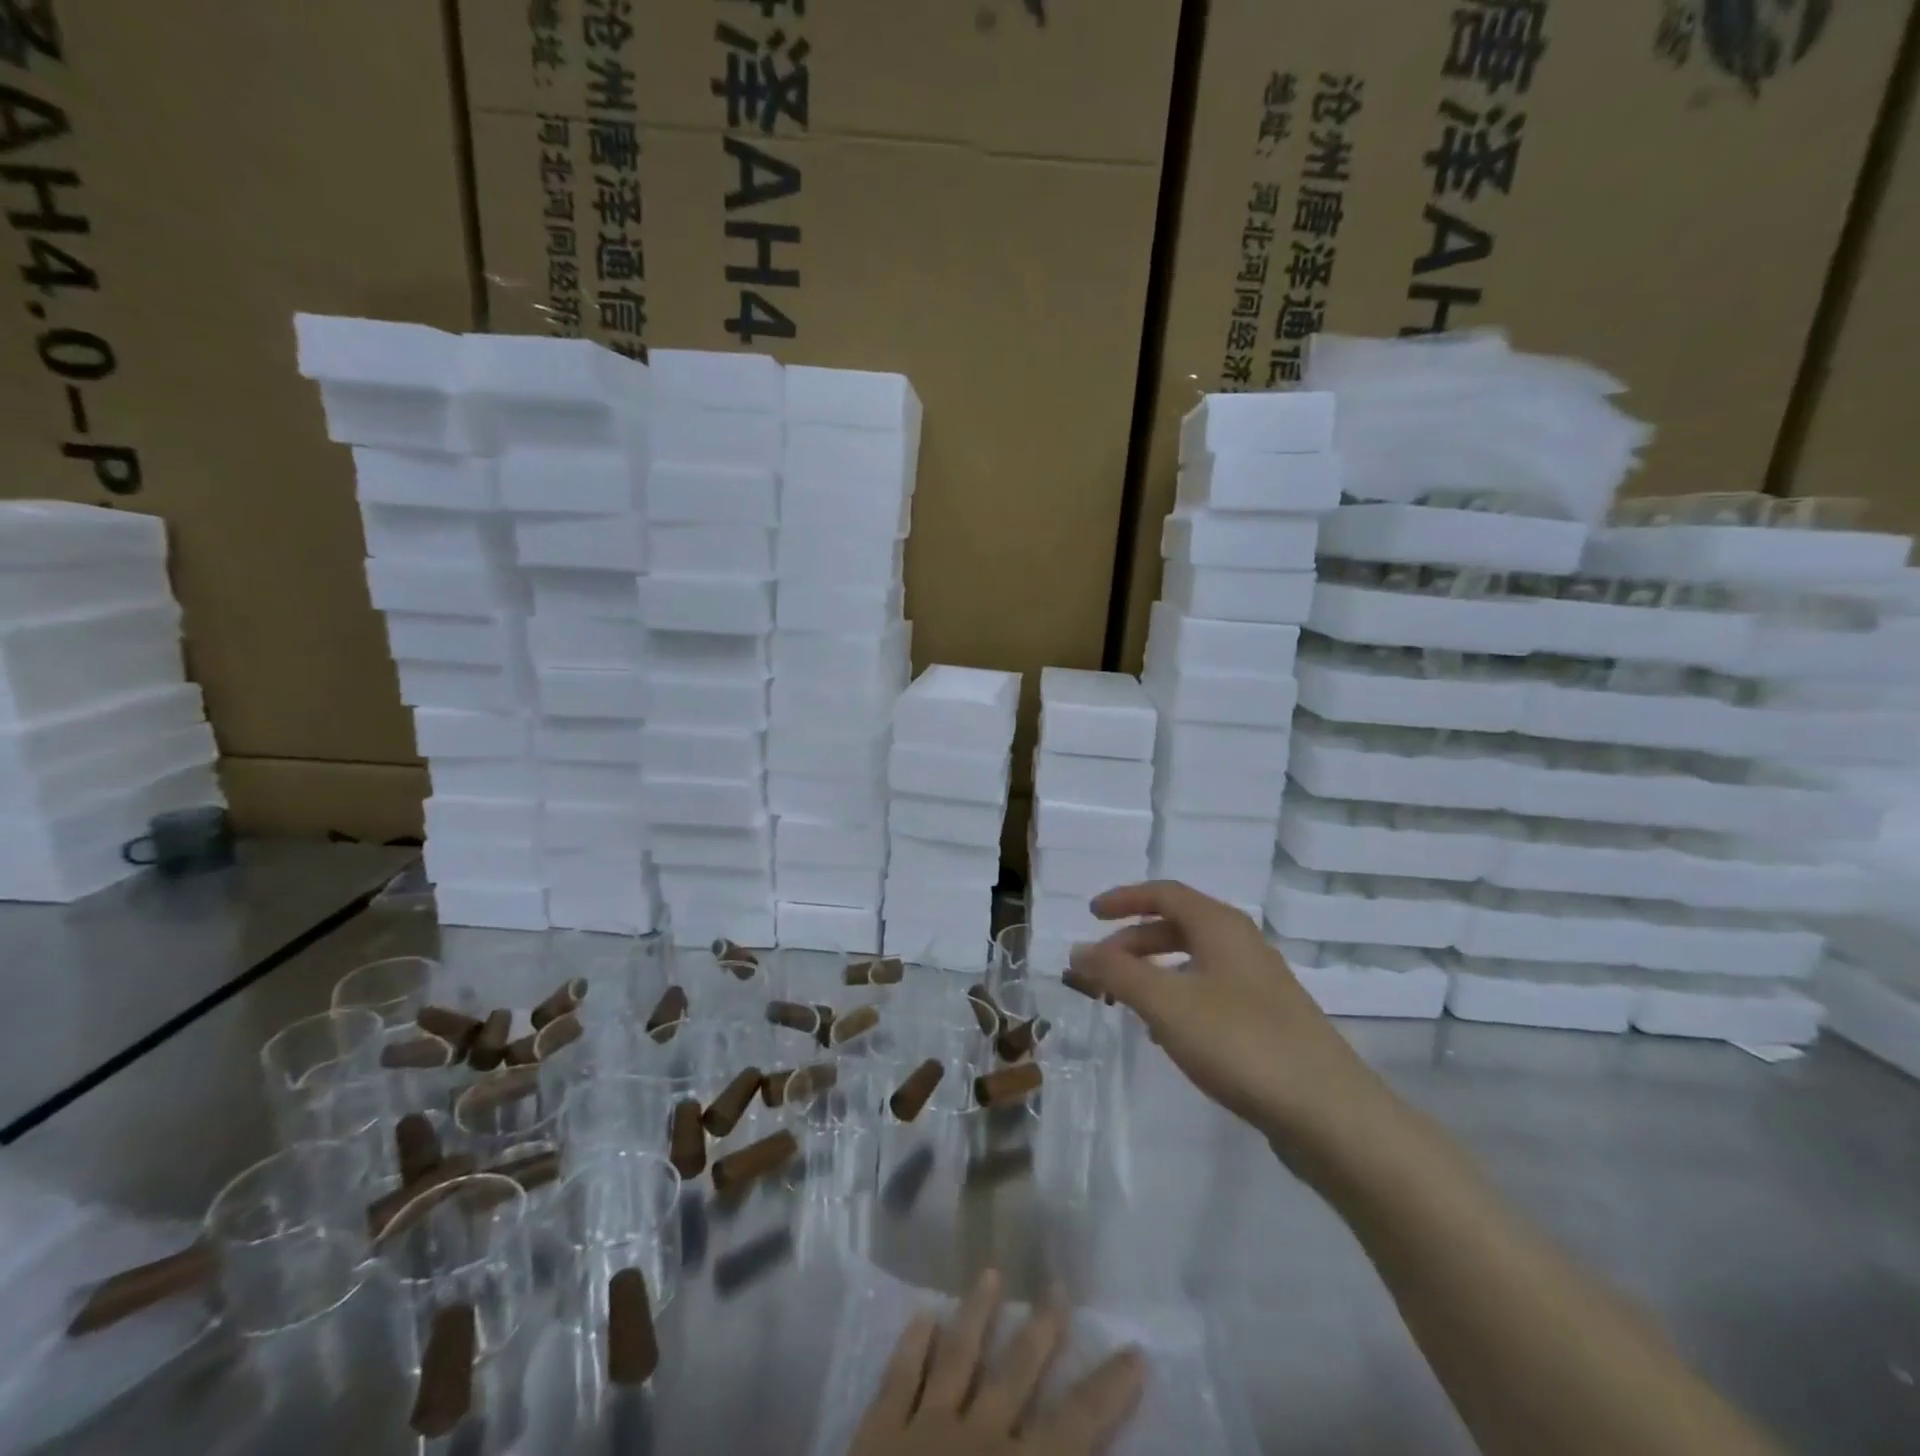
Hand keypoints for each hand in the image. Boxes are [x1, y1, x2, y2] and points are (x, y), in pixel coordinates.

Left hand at [849, 1269, 1142, 1455]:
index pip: (1076, 1424)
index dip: (1107, 1389)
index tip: (1133, 1349)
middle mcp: (978, 1436)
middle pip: (1016, 1370)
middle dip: (1042, 1327)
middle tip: (1058, 1283)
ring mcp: (925, 1426)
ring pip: (958, 1356)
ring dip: (976, 1313)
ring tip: (990, 1273)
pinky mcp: (879, 1431)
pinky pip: (899, 1377)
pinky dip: (913, 1344)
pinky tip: (923, 1316)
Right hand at [1065, 881, 1387, 1157]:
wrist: (1327, 1112)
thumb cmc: (1239, 1042)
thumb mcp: (1165, 1003)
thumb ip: (1116, 973)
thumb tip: (1077, 950)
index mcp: (1220, 926)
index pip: (1164, 893)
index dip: (1124, 899)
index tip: (1091, 915)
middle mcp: (1242, 944)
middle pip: (1177, 926)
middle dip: (1133, 943)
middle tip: (1100, 969)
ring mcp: (1259, 983)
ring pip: (1193, 961)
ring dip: (1153, 972)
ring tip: (1125, 1002)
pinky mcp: (1268, 1020)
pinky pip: (1210, 992)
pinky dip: (1177, 998)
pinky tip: (1166, 1033)